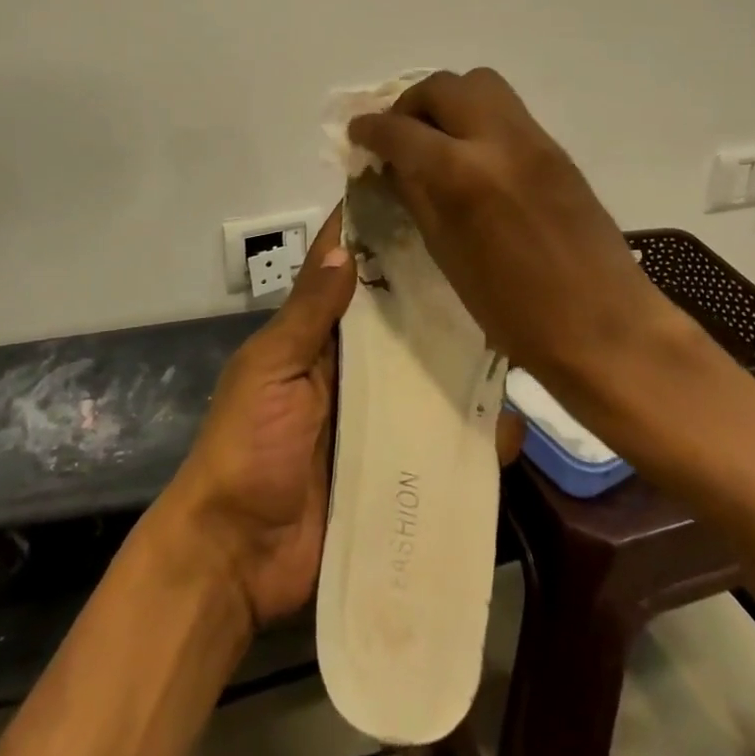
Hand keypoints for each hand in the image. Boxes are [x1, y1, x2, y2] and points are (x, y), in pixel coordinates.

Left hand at [164, 205, 524, 627]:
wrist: (237, 558)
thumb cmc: (246, 448)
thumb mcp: (270, 372)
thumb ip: (307, 315)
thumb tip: (345, 249)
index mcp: (313, 337)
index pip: (347, 274)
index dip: (375, 237)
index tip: (420, 197)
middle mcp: (348, 366)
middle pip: (397, 321)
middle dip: (434, 296)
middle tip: (493, 267)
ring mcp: (374, 416)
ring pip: (426, 375)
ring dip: (462, 363)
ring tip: (517, 340)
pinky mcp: (395, 465)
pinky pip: (439, 439)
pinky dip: (471, 432)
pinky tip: (510, 426)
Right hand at [347, 68, 705, 406]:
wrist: (606, 327)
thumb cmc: (515, 310)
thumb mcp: (446, 254)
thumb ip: (415, 196)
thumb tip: (391, 164)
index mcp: (463, 175)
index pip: (400, 130)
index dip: (370, 129)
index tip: (357, 133)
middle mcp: (498, 140)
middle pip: (442, 86)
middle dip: (409, 104)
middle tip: (398, 134)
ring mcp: (533, 139)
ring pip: (479, 83)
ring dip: (447, 99)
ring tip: (436, 136)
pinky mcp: (556, 148)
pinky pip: (505, 108)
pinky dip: (476, 116)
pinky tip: (471, 153)